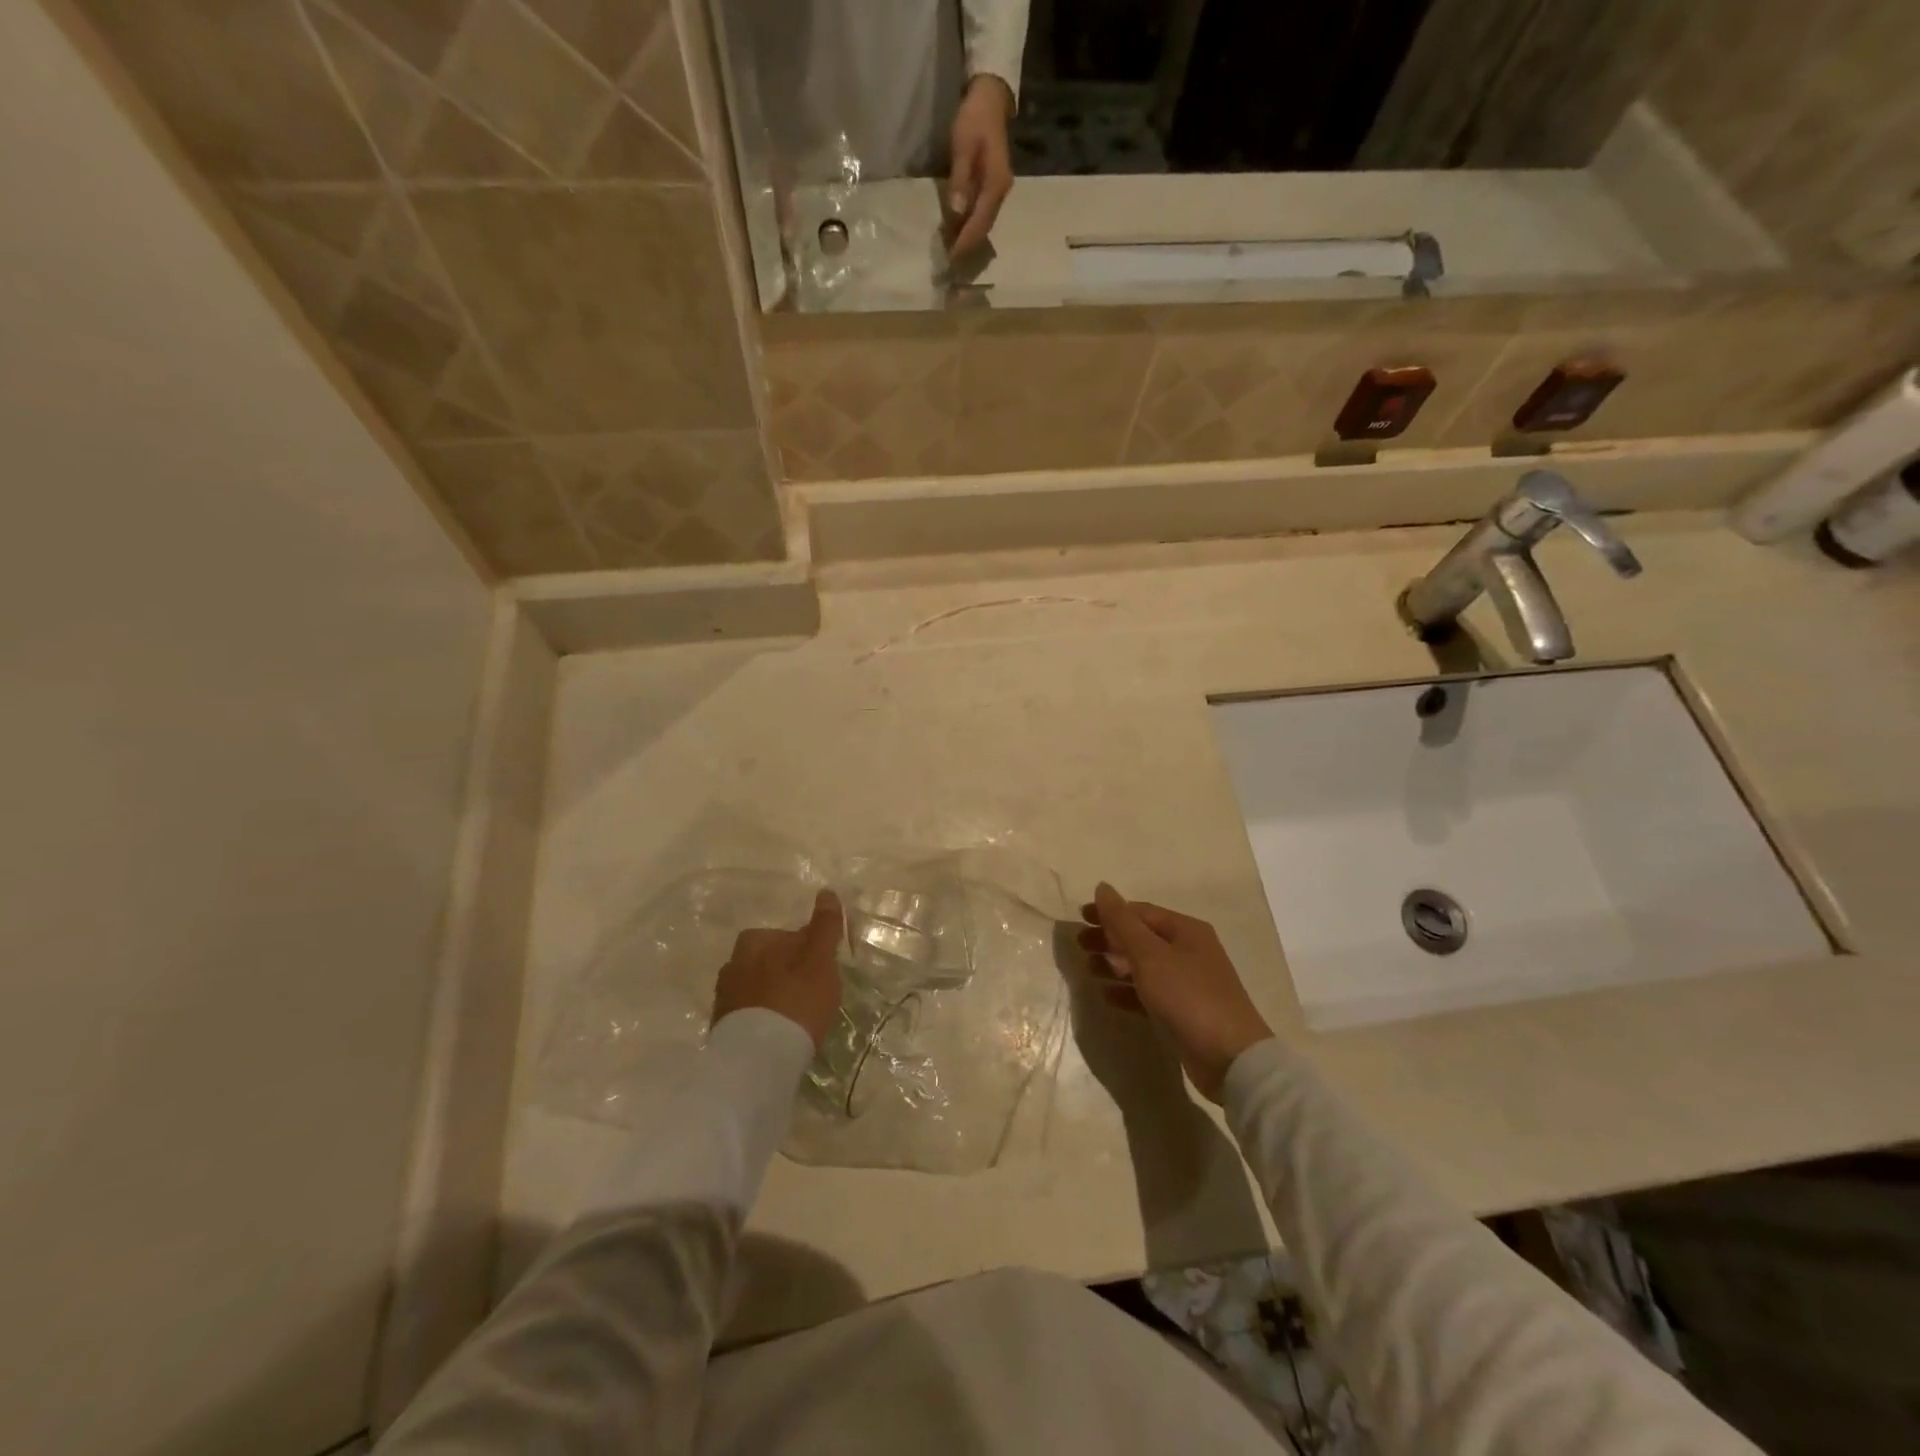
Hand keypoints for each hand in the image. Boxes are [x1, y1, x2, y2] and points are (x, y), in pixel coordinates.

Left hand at [713, 891, 844, 1051]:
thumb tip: (827, 892)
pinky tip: (780, 1033)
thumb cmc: (794, 1003)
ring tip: (797, 1016)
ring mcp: (724, 998)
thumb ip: (824, 927)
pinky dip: (765, 1017)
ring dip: (775, 995)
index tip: (825, 971)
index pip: (788, 936)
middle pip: (769, 960)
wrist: (755, 1062)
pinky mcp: (722, 1029)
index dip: (810, 951)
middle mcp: (733, 964)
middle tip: (812, 992)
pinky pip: (750, 1013)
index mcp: (754, 942)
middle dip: (788, 971)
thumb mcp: (819, 961)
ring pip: (757, 987)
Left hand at [946, 74, 1014, 260]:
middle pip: (984, 228)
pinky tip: (959, 234)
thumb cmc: (974, 119)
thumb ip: (960, 180)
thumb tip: (957, 212)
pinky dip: (971, 228)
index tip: (951, 257)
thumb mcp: (963, 146)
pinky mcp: (994, 189)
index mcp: (995, 185)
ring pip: (984, 224)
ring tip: (952, 252)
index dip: (965, 242)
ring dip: (969, 239)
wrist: (991, 99)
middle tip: (949, 262)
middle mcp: (1001, 193)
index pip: (979, 223)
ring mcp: (999, 192)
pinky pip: (983, 215)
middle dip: (967, 246)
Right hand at [1079, 883, 1272, 1101]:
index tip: (1080, 919)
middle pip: (1141, 938)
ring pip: (1143, 966)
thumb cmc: (1188, 996)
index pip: (1141, 912)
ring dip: (1114, 964)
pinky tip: (1106, 995)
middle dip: (1109, 939)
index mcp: (1186, 930)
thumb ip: (1122, 921)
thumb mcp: (1150, 955)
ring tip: (1087, 969)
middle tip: (1080, 945)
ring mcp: (1188, 983)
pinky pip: (1148, 994)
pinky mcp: (1183, 1012)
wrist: (1230, 1058)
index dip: (1110, 912)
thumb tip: (1102, 886)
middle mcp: (1189, 951)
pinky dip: (1127, 991)